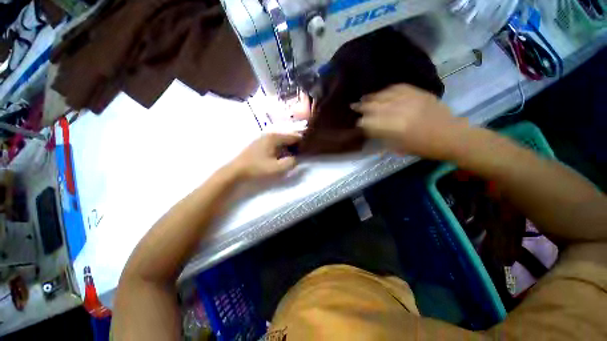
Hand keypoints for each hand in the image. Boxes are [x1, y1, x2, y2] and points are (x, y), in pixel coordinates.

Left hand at [229, 133, 300, 179]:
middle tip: (303, 154)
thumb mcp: (277, 168)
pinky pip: (276, 144)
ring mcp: (264, 138)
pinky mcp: (260, 144)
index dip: (303, 142)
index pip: (294, 136)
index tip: (309, 149)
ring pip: (282, 141)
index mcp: (275, 137)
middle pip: (288, 137)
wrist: (236, 171)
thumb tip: (296, 159)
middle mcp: (270, 134)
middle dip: (296, 145)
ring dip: (289, 147)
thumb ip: (291, 163)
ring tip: (294, 156)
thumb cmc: (257, 168)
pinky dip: (282, 149)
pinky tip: (283, 156)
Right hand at [351, 84, 466, 159]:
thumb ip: (382, 136)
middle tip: (354, 105)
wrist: (451, 136)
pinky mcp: (419, 93)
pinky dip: (388, 89)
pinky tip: (382, 91)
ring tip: (365, 97)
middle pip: (375, 106)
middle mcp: (399, 111)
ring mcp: (410, 100)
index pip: (371, 122)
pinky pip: (399, 87)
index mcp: (394, 128)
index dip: (362, 122)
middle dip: (362, 106)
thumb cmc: (423, 148)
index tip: (357, 122)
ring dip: (372, 97)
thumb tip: (370, 129)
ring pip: (385, 95)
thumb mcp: (399, 147)